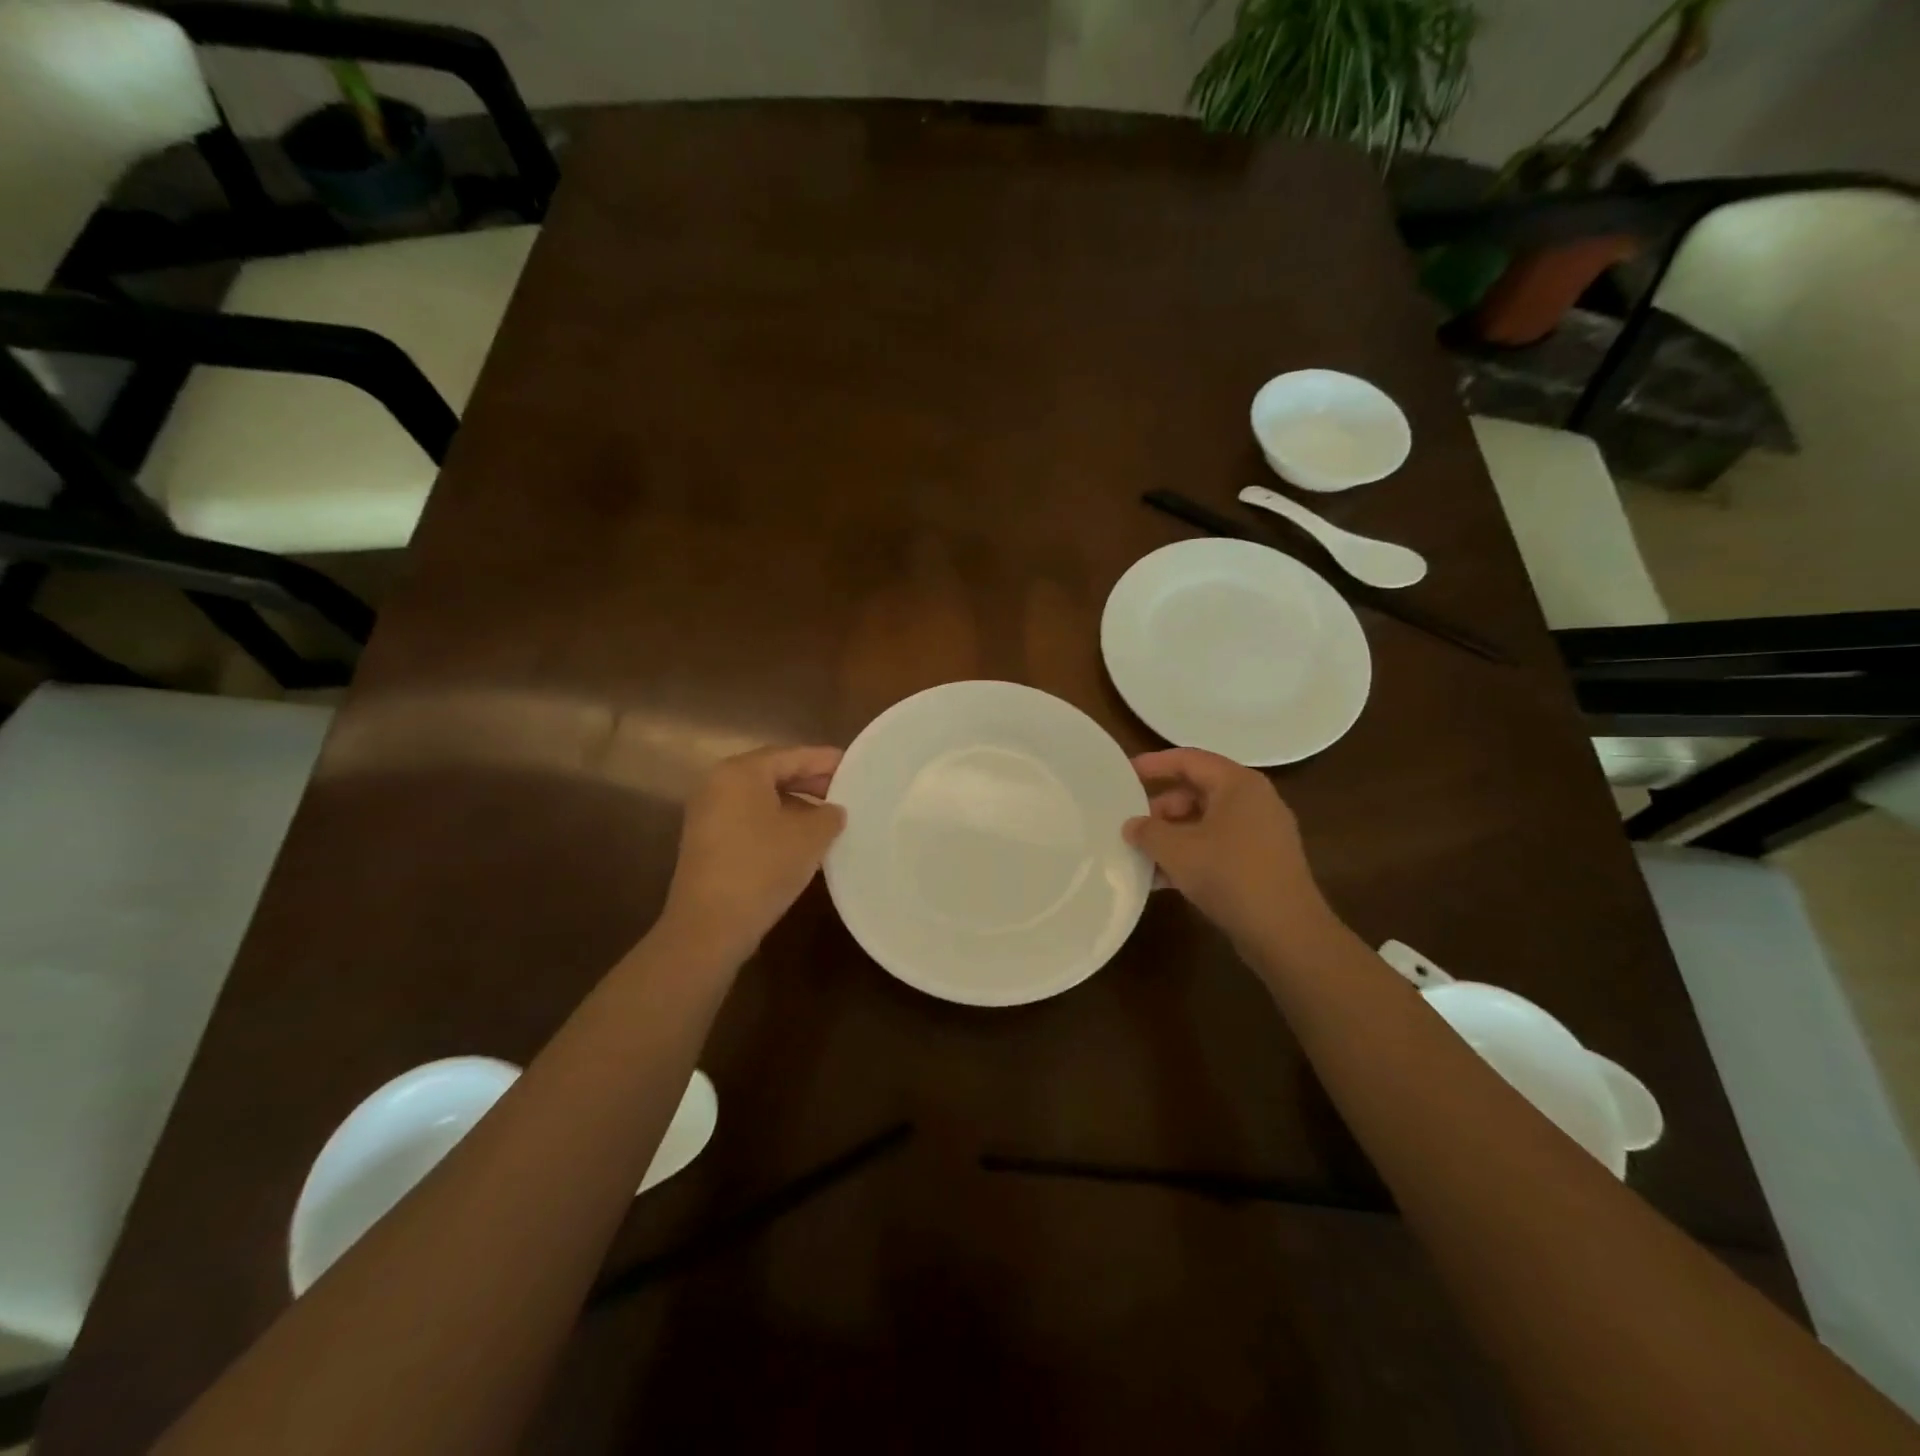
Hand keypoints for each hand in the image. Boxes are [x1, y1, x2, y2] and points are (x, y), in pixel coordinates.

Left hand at [657, 745, 846, 965]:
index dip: (825, 760)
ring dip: (796, 805)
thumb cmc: (763, 867)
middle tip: (844, 791)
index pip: (791, 755)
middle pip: (773, 773)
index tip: (853, 765)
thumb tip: (833, 811)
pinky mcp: (707, 842)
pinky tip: (802, 842)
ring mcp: (708, 814)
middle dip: (810, 782)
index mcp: (740, 772)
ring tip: (829, 819)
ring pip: (762, 799)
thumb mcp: (810, 837)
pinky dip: (777, 823)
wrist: (710, 925)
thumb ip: (829, 815)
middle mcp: (718, 785)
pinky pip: (750, 820)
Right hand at [1124, 748, 1335, 955]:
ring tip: (1141, 856)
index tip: (1124, 774)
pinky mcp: (1262, 863)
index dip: (1154, 764)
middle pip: (1197, 792)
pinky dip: (1191, 856)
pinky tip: (1163, 879)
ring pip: (1205, 823)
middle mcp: (1254, 801)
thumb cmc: (1229, 875)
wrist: (1286, 932)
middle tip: (1132, 825)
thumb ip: (1147, 831)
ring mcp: (1261, 833)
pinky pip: (1218, 847)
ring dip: (1172, 836)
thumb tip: (1132, 825)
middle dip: (1160, 809)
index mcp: (1238, 785)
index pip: (1190, 760)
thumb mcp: (1176, 850)